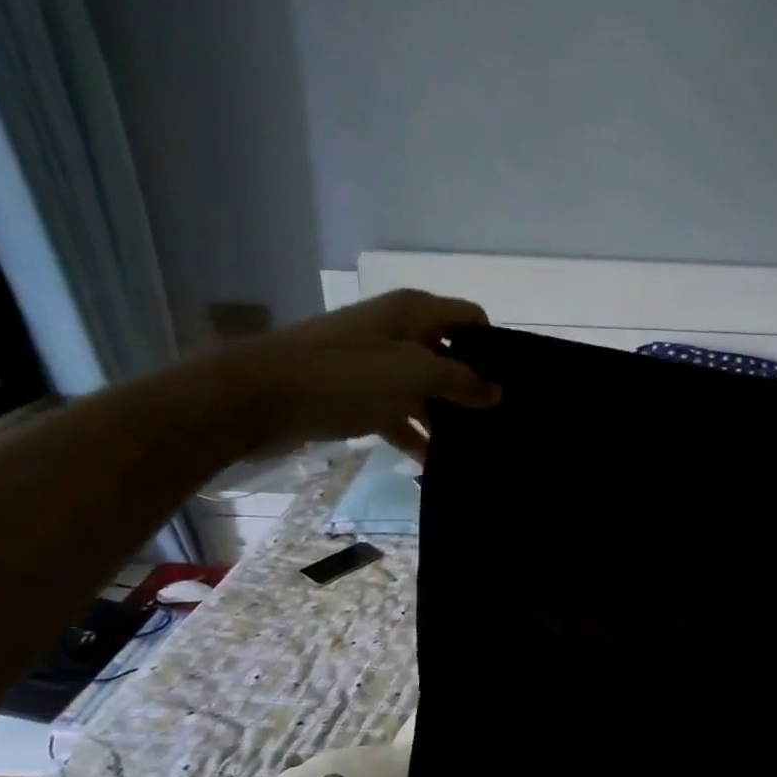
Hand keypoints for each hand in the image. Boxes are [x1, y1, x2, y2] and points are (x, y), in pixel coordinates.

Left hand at [212, 290, 499, 459]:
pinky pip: (401, 415)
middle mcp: (400, 333)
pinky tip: (436, 463)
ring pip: (427, 389)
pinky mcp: (361, 396)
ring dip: (448, 416)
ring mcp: (378, 366)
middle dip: (475, 385)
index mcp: (415, 313)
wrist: (261, 396)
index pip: (471, 319)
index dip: (494, 346)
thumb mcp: (414, 372)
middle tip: (504, 420)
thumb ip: (461, 380)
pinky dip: (417, 435)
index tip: (515, 382)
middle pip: (451, 355)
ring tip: (479, 447)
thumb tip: (497, 392)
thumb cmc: (345, 373)